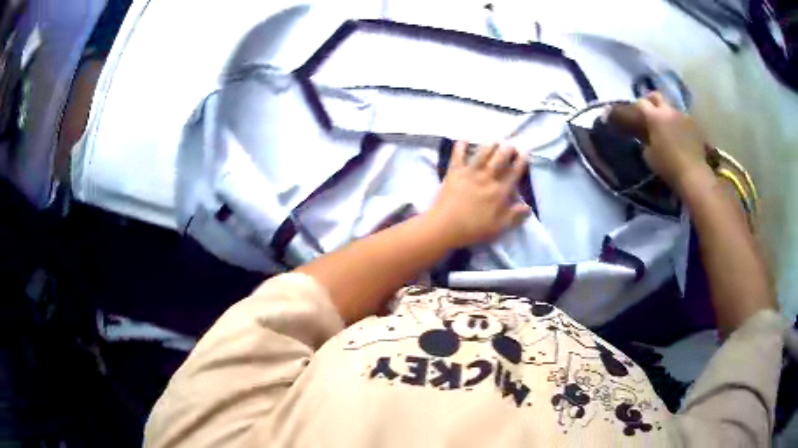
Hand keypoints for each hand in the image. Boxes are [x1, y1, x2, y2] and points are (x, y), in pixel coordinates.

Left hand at [426, 141, 530, 247]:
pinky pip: (458, 155)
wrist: (445, 226)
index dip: (521, 162)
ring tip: (494, 140)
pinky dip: (460, 146)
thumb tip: (528, 207)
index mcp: (500, 191)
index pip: (514, 173)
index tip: (525, 153)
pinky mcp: (454, 172)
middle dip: (508, 149)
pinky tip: (464, 139)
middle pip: (500, 158)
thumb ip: (515, 216)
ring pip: (482, 153)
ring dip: (489, 145)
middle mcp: (487, 177)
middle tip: (511, 146)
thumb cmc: (474, 229)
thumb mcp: (499, 227)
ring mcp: (470, 172)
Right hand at [636, 92, 713, 193]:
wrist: (693, 173)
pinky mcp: (694, 124)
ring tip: (669, 127)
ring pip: (672, 108)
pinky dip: (680, 124)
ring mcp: (683, 115)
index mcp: (654, 116)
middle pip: (657, 96)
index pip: (642, 102)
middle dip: (652, 100)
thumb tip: (647, 137)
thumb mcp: (649, 156)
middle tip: (651, 111)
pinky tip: (681, 135)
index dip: (638, 107)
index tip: (638, 114)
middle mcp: (668, 110)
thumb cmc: (668, 166)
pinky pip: (683, 119)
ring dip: (668, 114)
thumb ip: (646, 141)